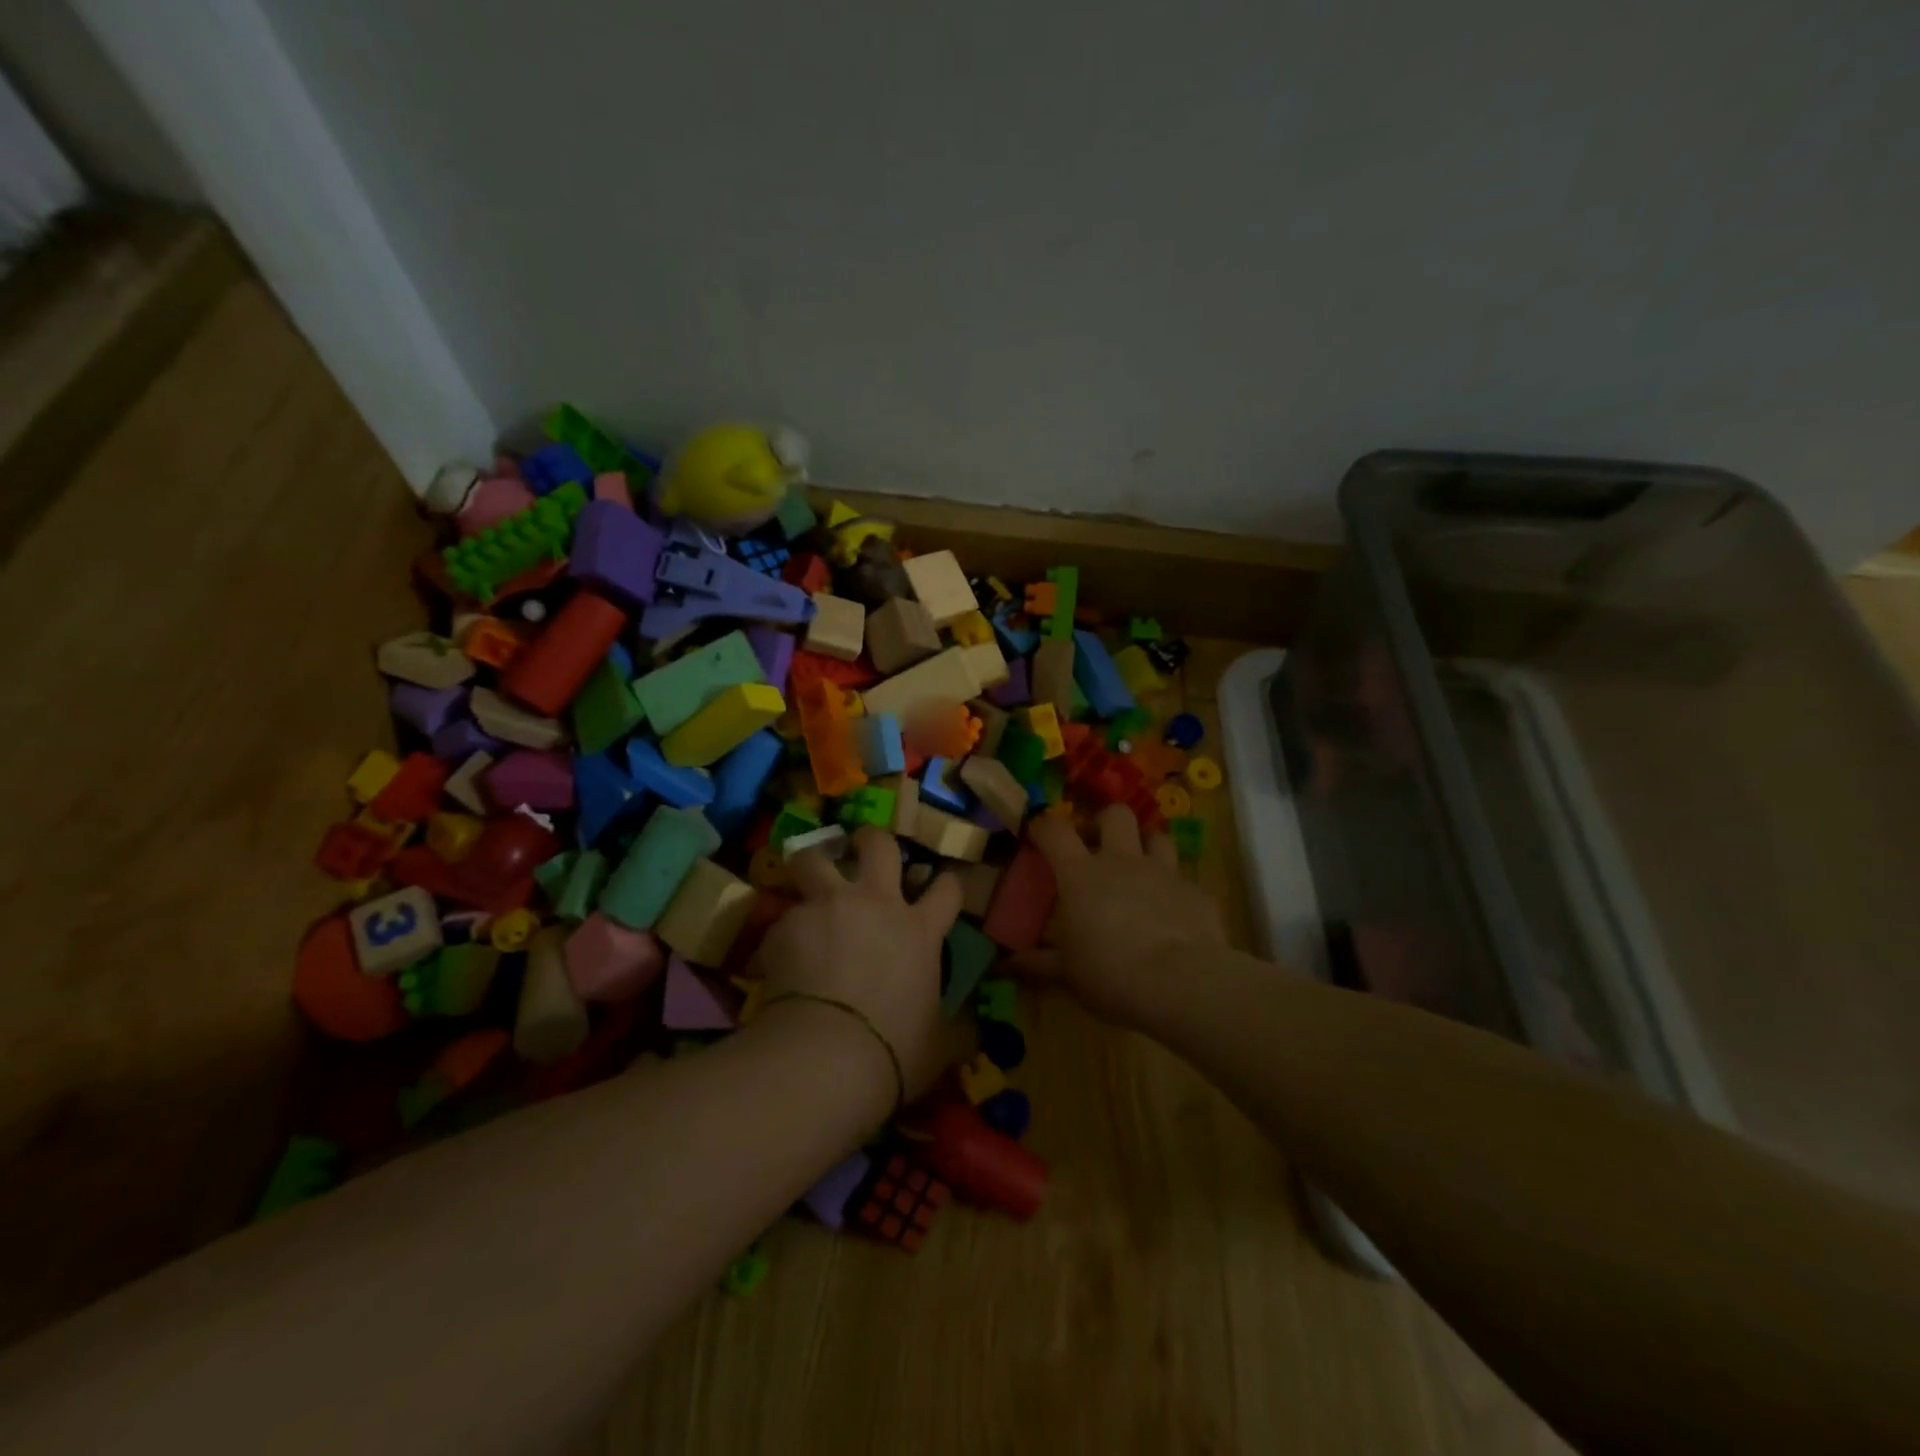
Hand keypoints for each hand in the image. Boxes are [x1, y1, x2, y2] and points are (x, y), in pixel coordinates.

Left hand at [751, 828, 963, 1099]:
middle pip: (878, 844)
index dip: (948, 884)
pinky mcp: (785, 925)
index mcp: (919, 929)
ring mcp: (826, 908)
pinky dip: (785, 933)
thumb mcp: (939, 1044)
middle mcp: (875, 904)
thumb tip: (974, 1033)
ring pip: (812, 859)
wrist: (826, 1058)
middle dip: (871, 839)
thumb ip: (956, 1028)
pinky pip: (784, 918)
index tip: (942, 887)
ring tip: (806, 879)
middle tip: (862, 846)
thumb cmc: (894, 1051)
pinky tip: (780, 957)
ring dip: (811, 864)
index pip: (947, 888)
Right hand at [1017, 804, 1226, 1026]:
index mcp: (1081, 874)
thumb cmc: (1110, 972)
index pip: (1055, 830)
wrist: (1180, 982)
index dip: (1044, 825)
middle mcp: (1122, 861)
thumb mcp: (1068, 973)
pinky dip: (1174, 889)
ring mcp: (1163, 872)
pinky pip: (1183, 879)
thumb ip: (1039, 962)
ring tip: (1140, 868)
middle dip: (1105, 822)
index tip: (1038, 832)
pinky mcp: (1195, 892)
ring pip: (1157, 837)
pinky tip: (1172, 912)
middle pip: (1115, 815)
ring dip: (1146, 846)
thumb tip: (1008, 964)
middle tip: (1098, 845)